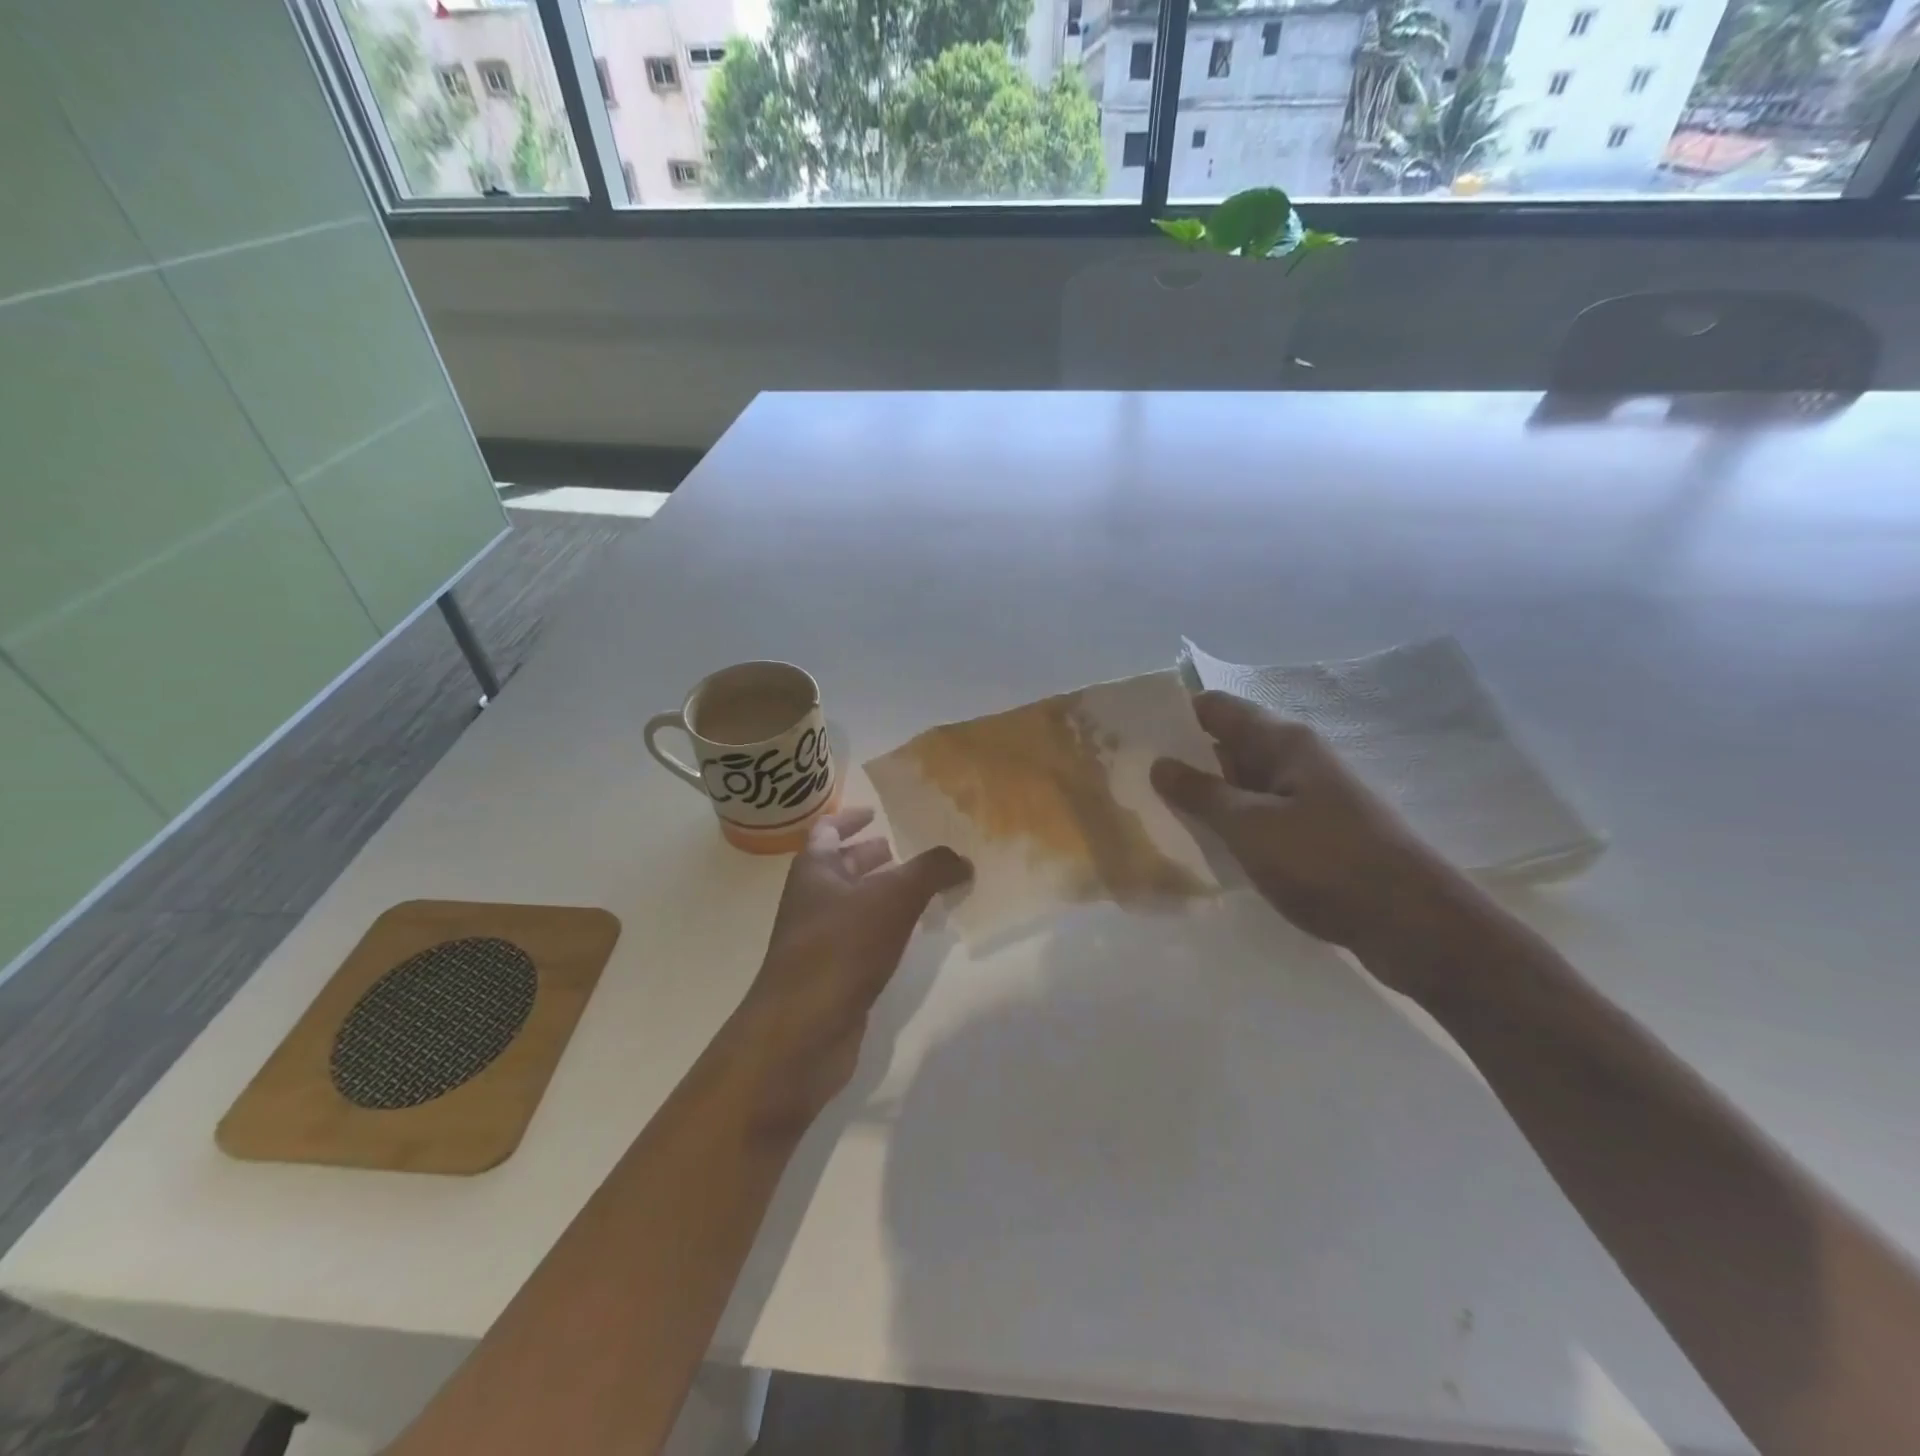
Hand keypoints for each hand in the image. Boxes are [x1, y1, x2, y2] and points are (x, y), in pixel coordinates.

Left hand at [724, 807, 969, 1138]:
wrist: (802, 1030)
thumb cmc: (841, 947)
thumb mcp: (894, 896)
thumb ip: (931, 870)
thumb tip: (962, 860)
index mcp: (814, 870)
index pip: (827, 830)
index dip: (850, 818)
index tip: (876, 812)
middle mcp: (811, 900)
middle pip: (841, 868)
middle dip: (872, 858)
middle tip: (908, 855)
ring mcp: (818, 940)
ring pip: (853, 905)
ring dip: (882, 895)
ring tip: (922, 892)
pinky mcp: (832, 976)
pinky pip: (861, 940)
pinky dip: (884, 930)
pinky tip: (910, 937)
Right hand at [1151, 691, 1475, 977]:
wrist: (1414, 924)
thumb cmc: (1326, 861)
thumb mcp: (1251, 826)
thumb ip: (1200, 793)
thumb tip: (1159, 763)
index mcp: (1283, 742)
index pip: (1215, 708)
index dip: (1173, 715)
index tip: (1130, 736)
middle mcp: (1295, 760)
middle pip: (1226, 745)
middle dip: (1181, 759)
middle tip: (1130, 780)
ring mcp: (1307, 798)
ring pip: (1241, 785)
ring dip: (1203, 797)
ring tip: (1153, 814)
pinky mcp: (1314, 834)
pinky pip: (1259, 817)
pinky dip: (1229, 826)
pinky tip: (1201, 846)